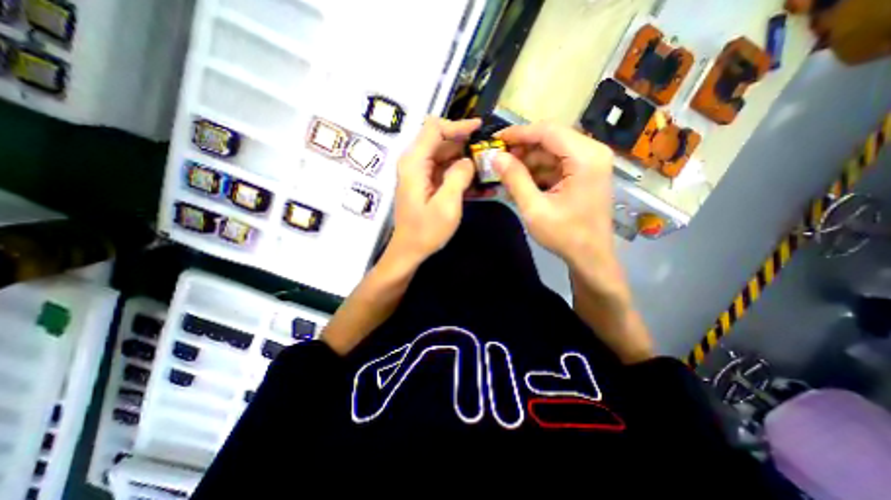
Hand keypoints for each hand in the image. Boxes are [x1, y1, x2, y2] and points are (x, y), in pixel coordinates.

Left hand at [390, 116, 480, 265]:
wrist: (409, 251)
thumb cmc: (426, 231)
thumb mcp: (447, 204)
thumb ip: (459, 177)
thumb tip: (469, 160)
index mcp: (414, 163)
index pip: (435, 129)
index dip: (458, 125)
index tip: (480, 128)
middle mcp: (414, 163)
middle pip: (441, 141)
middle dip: (465, 144)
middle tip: (489, 151)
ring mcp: (419, 174)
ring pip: (445, 156)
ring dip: (465, 160)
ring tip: (488, 167)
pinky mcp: (425, 184)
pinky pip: (444, 172)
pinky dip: (460, 174)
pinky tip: (478, 184)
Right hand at [491, 121, 616, 264]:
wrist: (590, 257)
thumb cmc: (565, 235)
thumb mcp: (534, 208)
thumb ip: (514, 179)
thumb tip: (495, 157)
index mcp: (585, 157)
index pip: (547, 131)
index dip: (518, 134)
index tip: (494, 141)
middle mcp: (592, 152)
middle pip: (550, 138)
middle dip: (522, 149)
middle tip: (497, 160)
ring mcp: (590, 162)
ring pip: (551, 151)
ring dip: (527, 161)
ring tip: (505, 174)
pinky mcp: (584, 173)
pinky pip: (556, 164)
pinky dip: (537, 171)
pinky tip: (520, 183)